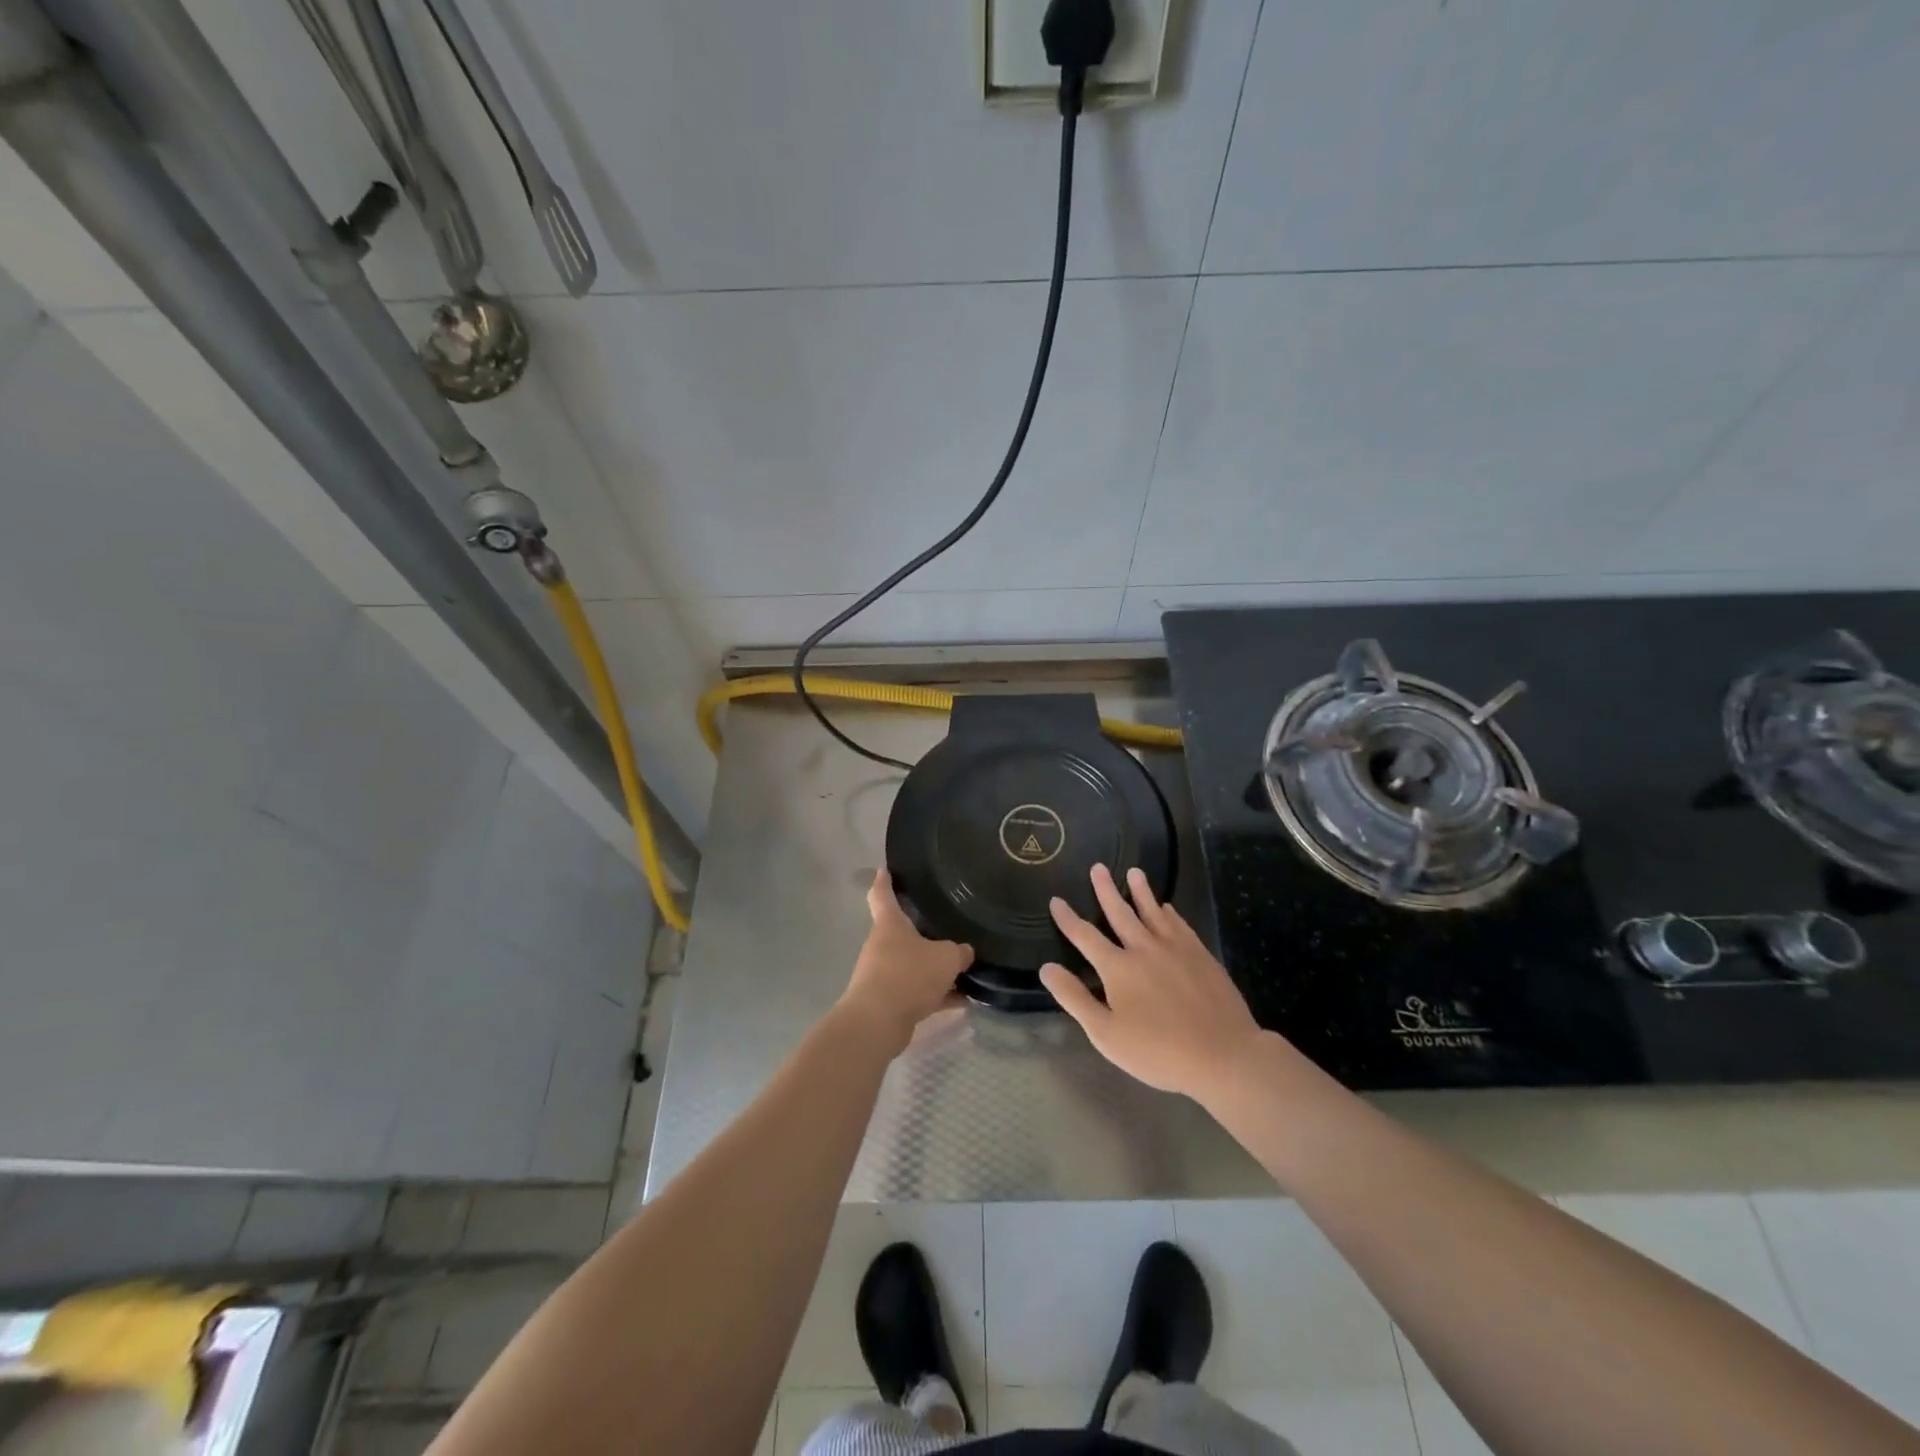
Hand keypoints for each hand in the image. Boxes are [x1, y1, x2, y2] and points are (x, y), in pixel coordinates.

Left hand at [839, 870, 974, 1052]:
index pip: (882, 894)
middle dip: (923, 932)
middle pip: (902, 932)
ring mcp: (883, 975)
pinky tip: (962, 1001)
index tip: (885, 868)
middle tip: (947, 925)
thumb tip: (964, 952)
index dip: (884, 880)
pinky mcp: (888, 1002)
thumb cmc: (909, 975)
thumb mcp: (946, 958)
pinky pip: (917, 992)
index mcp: (890, 925)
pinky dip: (936, 995)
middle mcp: (882, 946)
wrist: (878, 1022)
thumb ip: (959, 952)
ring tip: (963, 970)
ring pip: (913, 965)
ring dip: (933, 969)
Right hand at [1041, 864, 1265, 1101]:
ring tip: (1134, 871)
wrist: (1223, 1055)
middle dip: (1106, 890)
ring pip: (1153, 912)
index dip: (1068, 919)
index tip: (1056, 900)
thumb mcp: (1106, 1034)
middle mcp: (1144, 949)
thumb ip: (1075, 998)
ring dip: (1141, 891)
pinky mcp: (1201, 955)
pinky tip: (1168, 908)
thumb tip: (1046, 967)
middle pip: (1120, 913)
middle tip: (1098, 867)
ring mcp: (1176, 949)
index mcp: (1118, 968)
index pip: (1085, 936)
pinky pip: (1180, 925)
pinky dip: (1170, 913)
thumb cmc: (1158, 1051)